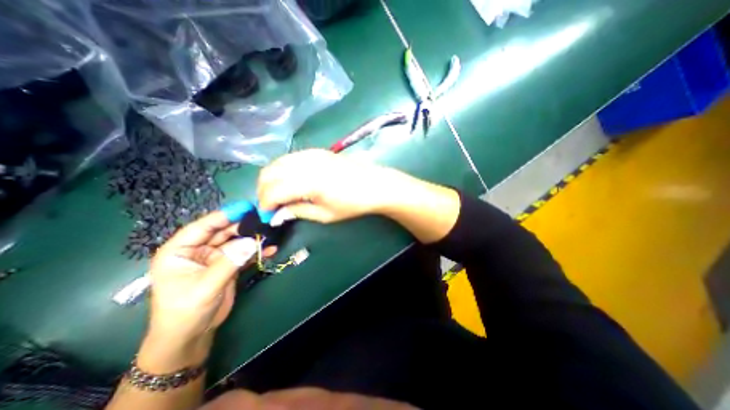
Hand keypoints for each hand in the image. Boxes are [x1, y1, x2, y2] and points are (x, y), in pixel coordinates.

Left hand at [146, 211, 276, 358]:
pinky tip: (270, 249)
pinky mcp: (228, 265)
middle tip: (264, 220)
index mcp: (180, 251)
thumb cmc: (185, 311)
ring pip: (236, 242)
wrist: (192, 335)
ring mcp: (215, 257)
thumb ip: (230, 262)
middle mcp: (198, 250)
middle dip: (243, 227)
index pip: (202, 227)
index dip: (223, 216)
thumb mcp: (206, 286)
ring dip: (252, 239)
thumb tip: (253, 242)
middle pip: (223, 232)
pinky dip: (256, 252)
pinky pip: (244, 254)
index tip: (245, 208)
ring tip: (270, 234)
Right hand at [256, 148, 404, 222]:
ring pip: (277, 163)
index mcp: (308, 182)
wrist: (374, 185)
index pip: (273, 191)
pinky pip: (289, 157)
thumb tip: (277, 215)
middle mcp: (305, 163)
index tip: (268, 216)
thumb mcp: (325, 215)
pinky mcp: (316, 150)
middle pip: (269, 173)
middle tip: (271, 206)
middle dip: (263, 191)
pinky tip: (289, 180)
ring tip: (278, 194)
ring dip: (271, 179)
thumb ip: (298, 212)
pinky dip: (282, 169)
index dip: (265, 205)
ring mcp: (310, 153)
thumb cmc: (353, 204)